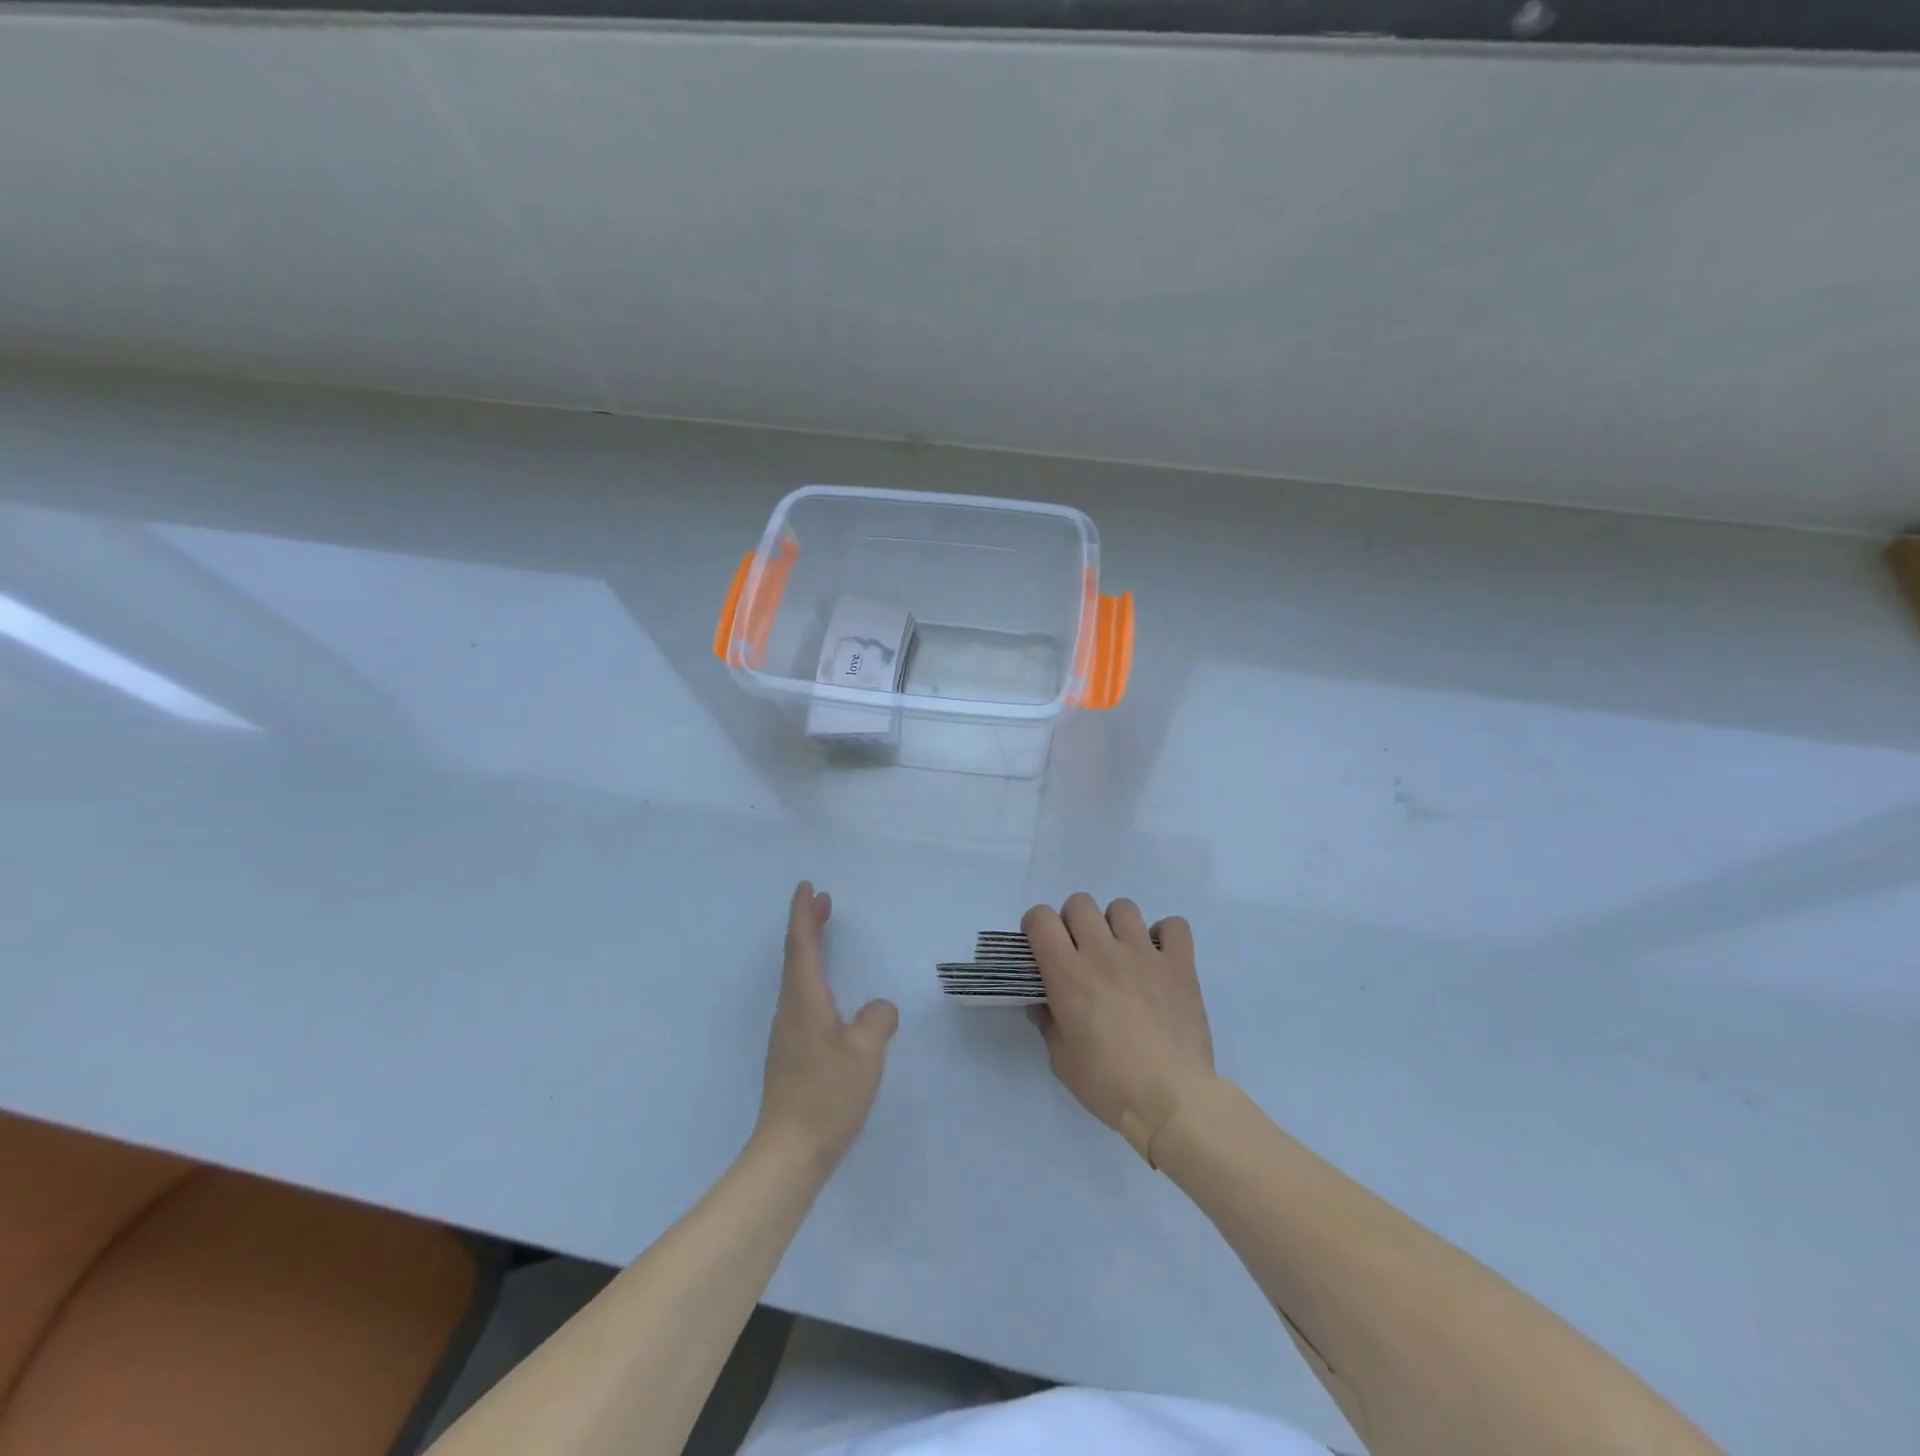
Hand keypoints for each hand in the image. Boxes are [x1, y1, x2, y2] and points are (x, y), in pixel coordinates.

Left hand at [754, 882, 898, 1170]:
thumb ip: (877, 1020)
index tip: (807, 887)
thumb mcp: (865, 1053)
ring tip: (825, 935)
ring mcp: (788, 1032)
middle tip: (823, 901)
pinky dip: (813, 976)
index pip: (800, 946)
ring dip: (809, 949)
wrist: (789, 1152)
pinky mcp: (792, 1052)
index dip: (803, 914)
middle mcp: (790, 1010)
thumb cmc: (827, 1095)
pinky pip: (802, 997)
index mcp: (805, 1001)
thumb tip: (879, 1008)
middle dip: (807, 925)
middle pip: (795, 956)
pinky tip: (829, 992)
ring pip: (797, 977)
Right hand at [1024, 893, 1216, 1163]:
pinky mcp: (1179, 965)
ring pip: (1123, 907)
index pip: (1041, 918)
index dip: (1036, 925)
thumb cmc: (1109, 1084)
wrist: (1172, 1100)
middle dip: (1073, 921)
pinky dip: (1165, 936)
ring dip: (1116, 925)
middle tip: (1080, 951)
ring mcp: (1145, 954)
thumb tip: (1043, 1003)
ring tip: (1121, 953)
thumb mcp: (1061, 1061)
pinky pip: (1174, 926)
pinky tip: (1160, 958)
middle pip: (1080, 903)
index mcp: (1068, 974)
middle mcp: (1103, 953)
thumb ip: (1048, 1023)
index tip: (1041, 946)